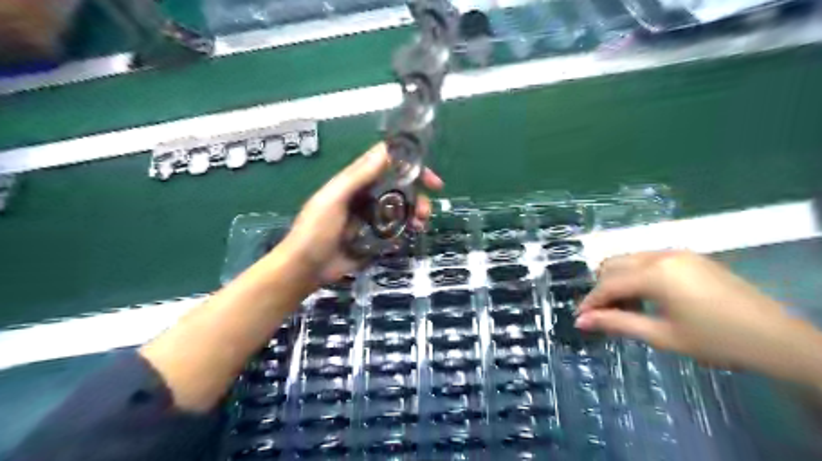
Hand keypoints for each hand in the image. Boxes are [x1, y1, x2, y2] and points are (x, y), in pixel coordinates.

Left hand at [279, 142, 442, 282]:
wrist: (305, 268)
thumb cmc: (315, 230)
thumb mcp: (335, 198)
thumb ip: (358, 176)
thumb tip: (386, 150)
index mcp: (356, 182)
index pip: (387, 165)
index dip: (409, 166)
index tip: (428, 177)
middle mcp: (367, 197)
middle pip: (399, 188)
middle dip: (417, 196)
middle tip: (426, 210)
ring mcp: (372, 218)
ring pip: (401, 209)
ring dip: (415, 213)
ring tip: (420, 225)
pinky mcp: (375, 238)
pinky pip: (396, 230)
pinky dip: (406, 231)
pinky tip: (409, 237)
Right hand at [573, 253, 821, 385]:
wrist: (776, 338)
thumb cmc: (715, 340)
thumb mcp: (662, 336)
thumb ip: (617, 323)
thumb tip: (581, 321)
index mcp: (655, 273)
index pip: (609, 284)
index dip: (591, 302)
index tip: (580, 318)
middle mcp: (661, 254)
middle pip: (614, 264)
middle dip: (602, 288)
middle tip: (603, 314)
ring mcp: (677, 253)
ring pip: (630, 259)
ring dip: (619, 280)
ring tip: (625, 308)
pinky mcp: (689, 257)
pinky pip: (648, 260)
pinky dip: (637, 275)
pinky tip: (647, 297)